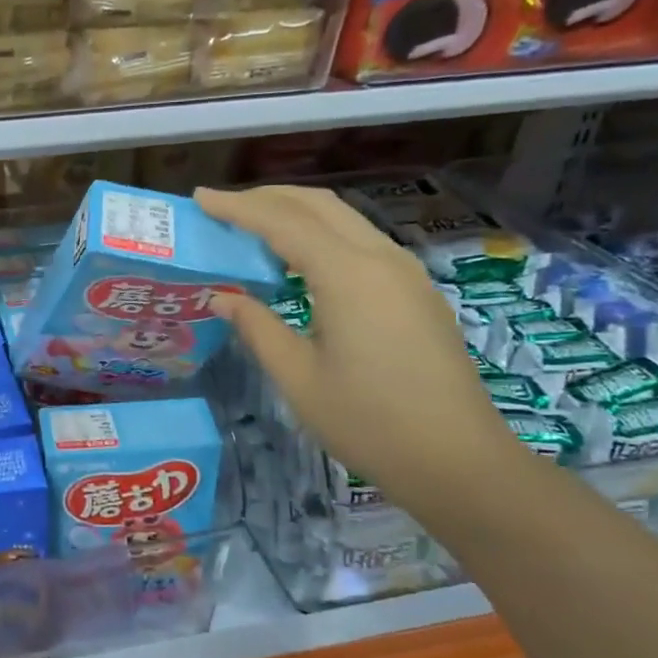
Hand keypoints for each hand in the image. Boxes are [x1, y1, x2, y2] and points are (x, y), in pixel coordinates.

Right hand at [195, 185, 519, 506]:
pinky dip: (322, 235)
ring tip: (254, 227)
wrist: (457, 460)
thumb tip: (222, 296)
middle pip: (319, 204)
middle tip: (223, 207)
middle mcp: (381, 258)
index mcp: (348, 275)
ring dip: (297, 213)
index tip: (200, 198)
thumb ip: (257, 327)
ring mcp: (405, 272)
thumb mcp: (297, 377)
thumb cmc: (368, 423)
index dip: (237, 207)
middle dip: (268, 197)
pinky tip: (299, 260)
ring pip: (345, 219)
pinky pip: (361, 242)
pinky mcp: (415, 291)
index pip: (282, 222)